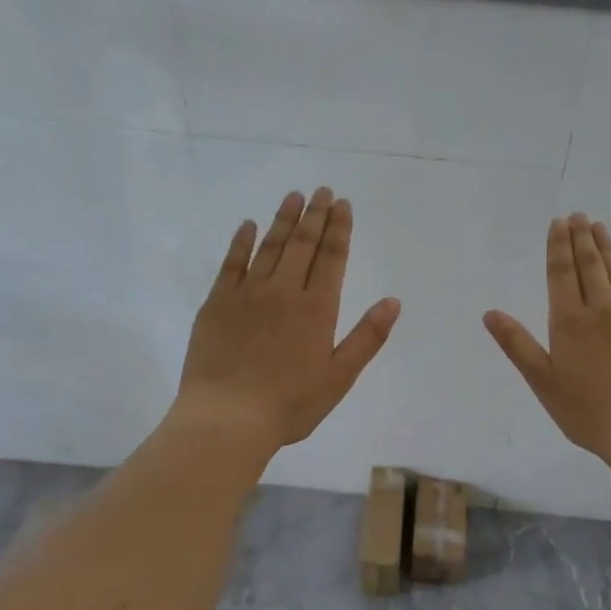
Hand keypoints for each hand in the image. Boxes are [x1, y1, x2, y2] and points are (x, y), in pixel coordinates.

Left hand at [176, 188, 400, 449]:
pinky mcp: (217, 303)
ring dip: (283, 220)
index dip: (340, 229)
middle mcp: (284, 292)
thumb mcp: (340, 377)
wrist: (227, 418)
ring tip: (293, 196)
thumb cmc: (290, 404)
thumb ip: (367, 337)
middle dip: (315, 215)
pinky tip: (248, 226)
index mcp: (317, 309)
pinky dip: (241, 242)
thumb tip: (393, 301)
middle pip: (302, 244)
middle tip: (323, 191)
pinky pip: (231, 263)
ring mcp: (247, 294)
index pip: (332, 258)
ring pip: (269, 247)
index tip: (344, 204)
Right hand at [484, 214, 610, 472]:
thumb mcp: (542, 382)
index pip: (561, 274)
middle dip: (581, 239)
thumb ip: (517, 345)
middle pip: (590, 266)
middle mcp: (601, 310)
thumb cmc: (587, 412)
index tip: (558, 223)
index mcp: (570, 322)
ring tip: (599, 227)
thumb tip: (490, 313)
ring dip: (607, 248)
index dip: (558, 247)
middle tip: (578, 215)